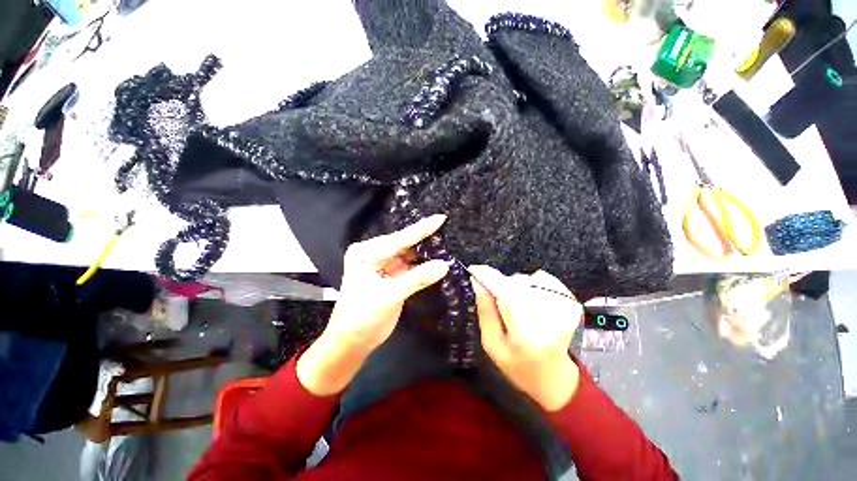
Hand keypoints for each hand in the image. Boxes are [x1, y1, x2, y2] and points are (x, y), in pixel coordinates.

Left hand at [297, 215, 449, 395]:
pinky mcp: (391, 276)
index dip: (421, 229)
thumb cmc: (363, 316)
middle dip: (423, 238)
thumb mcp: (391, 295)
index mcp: (366, 253)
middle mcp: (374, 254)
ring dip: (425, 252)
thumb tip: (445, 265)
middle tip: (445, 227)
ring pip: (408, 255)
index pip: (398, 239)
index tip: (440, 218)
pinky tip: (437, 260)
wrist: (353, 342)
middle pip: (403, 244)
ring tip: (445, 241)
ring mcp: (383, 265)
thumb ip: (418, 278)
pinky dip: (422, 266)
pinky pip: (410, 267)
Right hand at [470, 265, 582, 410]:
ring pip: (526, 279)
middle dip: (499, 285)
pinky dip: (530, 284)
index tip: (473, 270)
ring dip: (514, 286)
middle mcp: (548, 316)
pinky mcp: (570, 301)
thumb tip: (477, 282)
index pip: (504, 291)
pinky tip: (529, 301)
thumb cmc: (518, 366)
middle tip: (496, 300)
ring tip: (515, 306)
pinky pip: (542, 278)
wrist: (555, 378)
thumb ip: (485, 312)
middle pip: (514, 282)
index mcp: (525, 333)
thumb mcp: (492, 344)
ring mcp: (564, 307)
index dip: (487, 276)